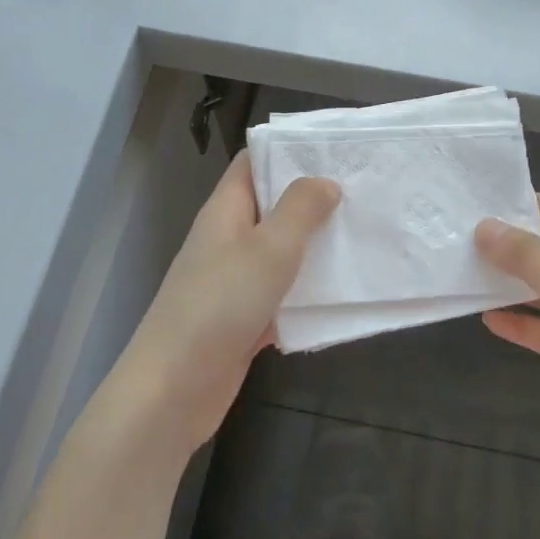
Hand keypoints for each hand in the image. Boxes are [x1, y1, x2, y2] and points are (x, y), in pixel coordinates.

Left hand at [117, 153, 338, 455]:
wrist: (174, 389)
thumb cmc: (221, 304)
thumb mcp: (269, 247)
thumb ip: (300, 209)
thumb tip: (324, 182)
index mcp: (226, 210)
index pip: (254, 162)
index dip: (290, 150)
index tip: (336, 149)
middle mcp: (228, 238)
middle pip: (273, 206)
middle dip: (314, 199)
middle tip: (365, 192)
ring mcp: (235, 280)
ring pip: (281, 252)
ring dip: (316, 246)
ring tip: (365, 235)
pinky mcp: (245, 317)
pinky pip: (283, 294)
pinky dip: (308, 292)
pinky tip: (344, 292)